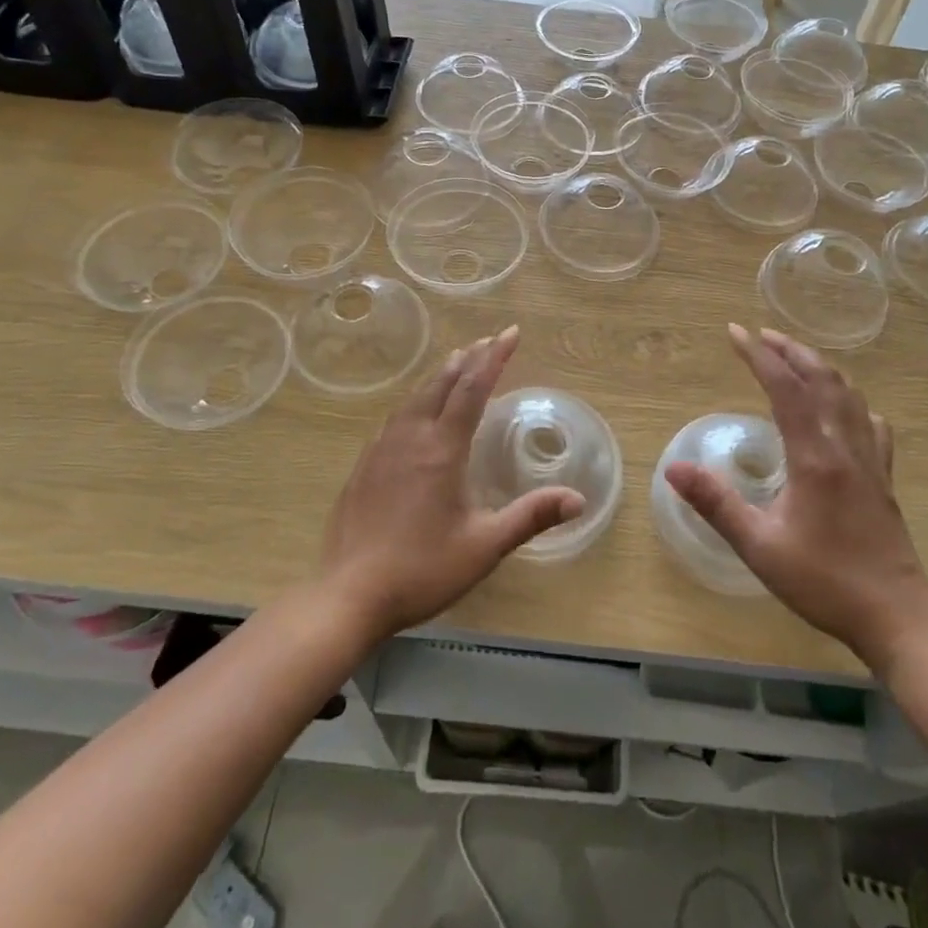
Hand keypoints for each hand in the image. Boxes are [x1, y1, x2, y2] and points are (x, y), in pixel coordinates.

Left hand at [320, 326, 583, 641]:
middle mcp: (411, 437)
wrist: (348, 595)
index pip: (473, 388)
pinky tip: (415, 412)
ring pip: (415, 397)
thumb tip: (579, 500)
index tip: (511, 332)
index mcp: (442, 448)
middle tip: (489, 341)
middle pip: (442, 383)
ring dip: (441, 376)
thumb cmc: (422, 569)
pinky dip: (416, 400)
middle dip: (469, 358)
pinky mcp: (363, 466)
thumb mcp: (484, 546)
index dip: (494, 357)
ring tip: (457, 363)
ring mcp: (381, 449)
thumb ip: (530, 517)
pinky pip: (395, 417)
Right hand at [665, 326, 927, 668]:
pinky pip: (870, 423)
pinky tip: (845, 410)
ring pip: (850, 395)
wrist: (898, 618)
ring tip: (796, 359)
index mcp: (815, 457)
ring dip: (820, 368)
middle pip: (823, 380)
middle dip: (791, 350)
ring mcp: (870, 461)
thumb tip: (673, 467)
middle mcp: (845, 447)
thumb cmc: (824, 582)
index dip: (759, 355)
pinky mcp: (883, 479)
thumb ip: (716, 503)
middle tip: (762, 334)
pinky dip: (852, 402)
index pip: (786, 388)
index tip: (735, 332)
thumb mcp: (759, 547)